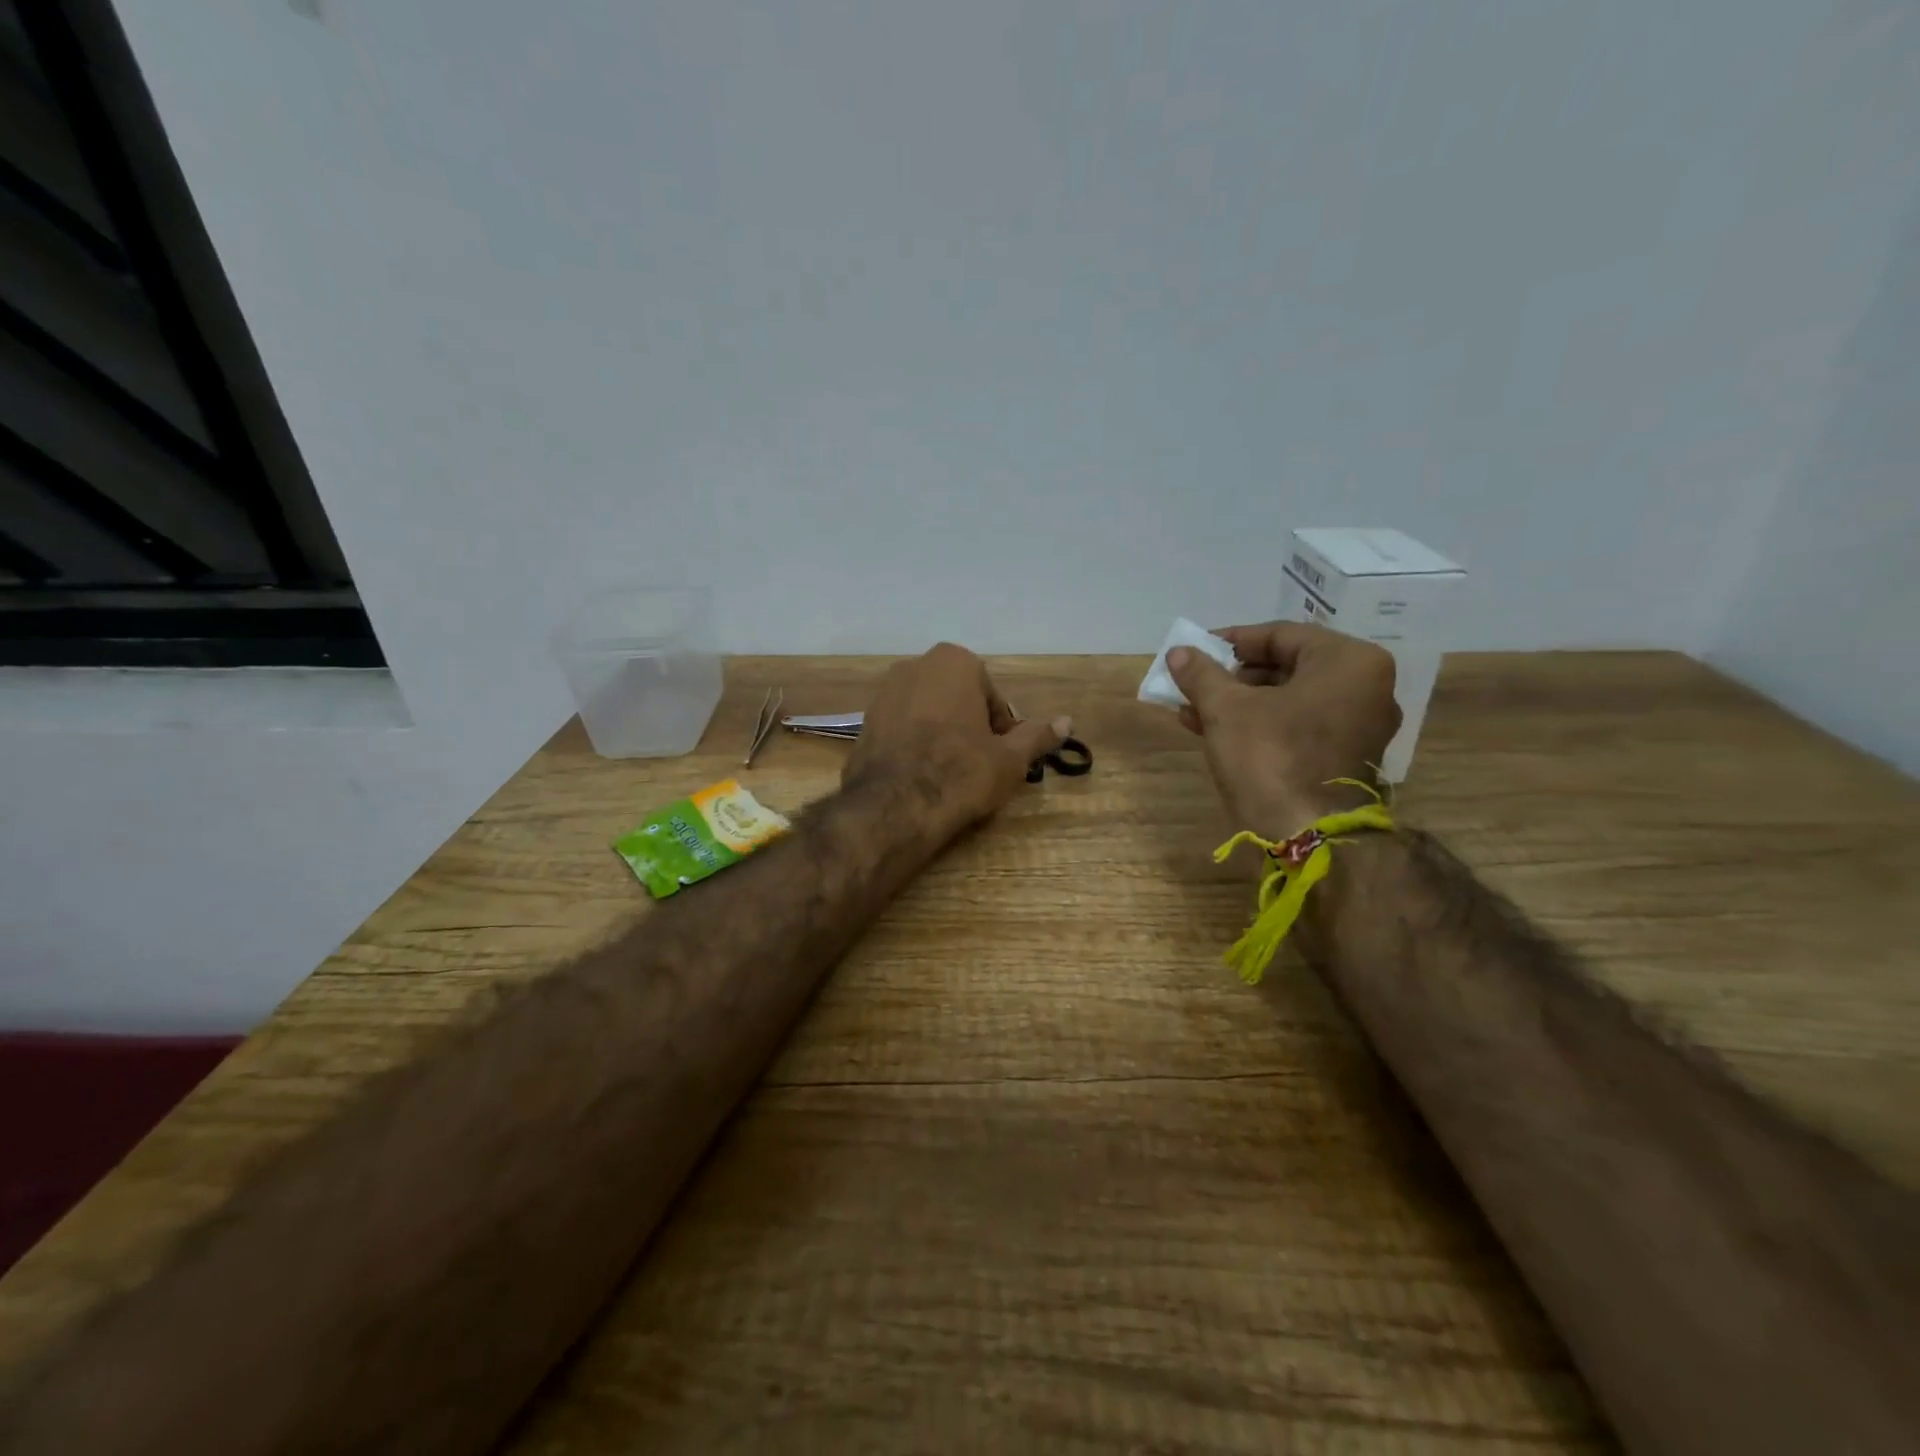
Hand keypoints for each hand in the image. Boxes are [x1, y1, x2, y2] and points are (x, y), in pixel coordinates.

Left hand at [847, 643, 1071, 827]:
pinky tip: (921, 776)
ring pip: (928, 713)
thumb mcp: (1010, 758)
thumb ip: (1037, 736)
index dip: (1001, 729)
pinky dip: (914, 745)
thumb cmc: (961, 772)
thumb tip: (1067, 721)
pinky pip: (902, 729)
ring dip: (943, 735)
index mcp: (954, 662)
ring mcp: (884, 692)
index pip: (991, 696)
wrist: (894, 806)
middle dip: (970, 727)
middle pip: (958, 700)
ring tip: (950, 774)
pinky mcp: (864, 721)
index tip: (1001, 756)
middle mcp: (915, 665)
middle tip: (979, 766)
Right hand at [1167, 622, 1399, 837]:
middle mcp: (1366, 687)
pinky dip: (1261, 725)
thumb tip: (1179, 651)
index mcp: (1348, 662)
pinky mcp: (1348, 759)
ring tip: (1194, 711)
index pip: (1280, 635)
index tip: (1195, 650)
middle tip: (1194, 683)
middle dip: (1233, 677)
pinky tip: (1216, 732)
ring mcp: (1361, 726)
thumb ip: (1202, 674)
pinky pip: (1299, 726)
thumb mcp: (1226, 709)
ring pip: (1289, 700)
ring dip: (1240, 703)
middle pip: (1287, 667)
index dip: (1231, 641)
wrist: (1309, 838)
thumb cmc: (1271, 758)